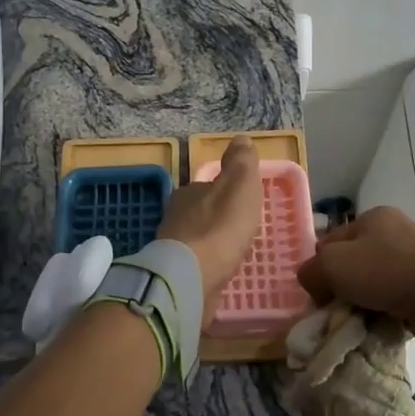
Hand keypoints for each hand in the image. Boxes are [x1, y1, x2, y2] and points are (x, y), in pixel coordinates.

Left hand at [157, 136, 262, 320]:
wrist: (191, 277)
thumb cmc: (220, 227)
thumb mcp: (239, 185)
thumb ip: (241, 163)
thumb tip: (241, 138)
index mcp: (188, 193)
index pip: (207, 187)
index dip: (226, 193)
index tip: (242, 204)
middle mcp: (175, 218)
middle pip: (200, 214)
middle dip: (217, 221)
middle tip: (240, 231)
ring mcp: (172, 249)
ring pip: (196, 241)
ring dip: (212, 245)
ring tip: (233, 254)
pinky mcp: (174, 276)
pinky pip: (195, 266)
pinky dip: (207, 267)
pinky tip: (219, 274)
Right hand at [296, 206, 414, 349]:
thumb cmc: (384, 272)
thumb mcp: (332, 265)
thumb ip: (311, 271)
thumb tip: (312, 283)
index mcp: (373, 217)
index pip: (331, 241)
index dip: (319, 267)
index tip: (318, 294)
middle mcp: (394, 232)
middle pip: (351, 263)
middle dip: (340, 289)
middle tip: (334, 311)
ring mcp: (413, 259)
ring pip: (371, 284)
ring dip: (361, 304)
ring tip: (356, 322)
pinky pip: (392, 299)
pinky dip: (382, 312)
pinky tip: (377, 325)